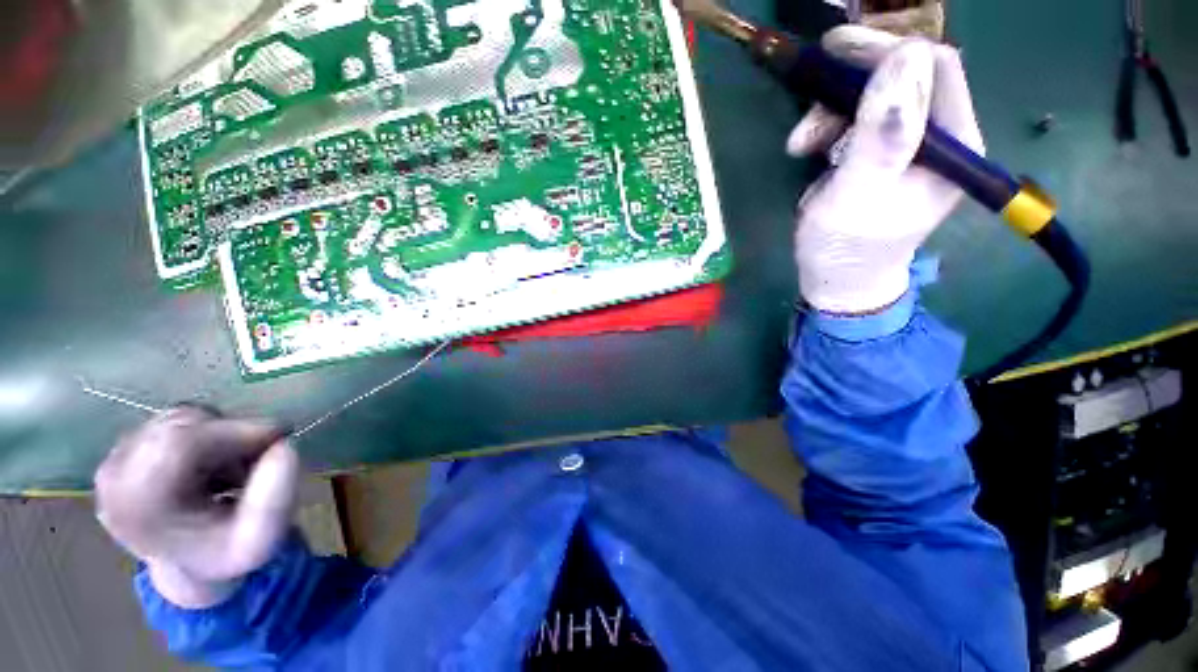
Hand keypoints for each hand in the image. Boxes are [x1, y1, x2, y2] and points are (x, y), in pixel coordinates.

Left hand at [94, 405, 298, 607]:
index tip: (280, 440)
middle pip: (183, 424)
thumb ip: (276, 498)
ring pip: (183, 417)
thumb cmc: (227, 552)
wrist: (191, 566)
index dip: (237, 431)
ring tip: (232, 469)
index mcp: (139, 505)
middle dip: (233, 434)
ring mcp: (114, 458)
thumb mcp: (263, 537)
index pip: (181, 442)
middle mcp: (115, 476)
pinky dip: (207, 433)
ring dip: (222, 434)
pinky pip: (176, 420)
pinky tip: (212, 464)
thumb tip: (284, 446)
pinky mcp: (124, 447)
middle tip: (257, 462)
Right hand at [786, 26, 984, 314]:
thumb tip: (902, 59)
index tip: (836, 51)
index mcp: (954, 146)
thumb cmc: (847, 248)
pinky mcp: (882, 154)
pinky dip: (828, 126)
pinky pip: (858, 119)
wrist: (837, 280)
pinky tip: (809, 148)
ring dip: (832, 109)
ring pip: (875, 97)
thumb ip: (882, 136)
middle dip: (853, 79)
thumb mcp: (857, 197)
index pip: (935, 68)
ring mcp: (911, 145)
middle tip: (810, 87)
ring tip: (800, 143)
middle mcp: (941, 137)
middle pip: (904, 76)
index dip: (888, 50)